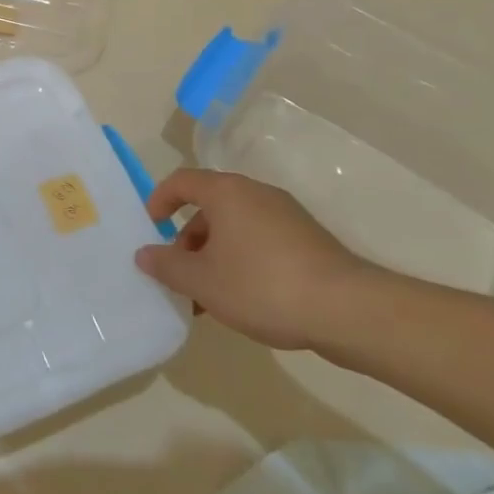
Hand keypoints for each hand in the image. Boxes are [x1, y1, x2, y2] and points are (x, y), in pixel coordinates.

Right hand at [136, 167, 377, 350]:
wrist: (349, 311)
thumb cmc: (262, 286)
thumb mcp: (202, 281)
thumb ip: (166, 265)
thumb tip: (144, 254)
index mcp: (227, 193)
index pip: (181, 181)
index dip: (159, 200)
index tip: (151, 227)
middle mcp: (256, 194)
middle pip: (209, 206)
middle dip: (187, 238)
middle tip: (179, 272)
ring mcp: (287, 216)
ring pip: (235, 228)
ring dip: (214, 255)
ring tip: (208, 296)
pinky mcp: (309, 241)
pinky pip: (260, 241)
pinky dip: (242, 261)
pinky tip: (243, 299)